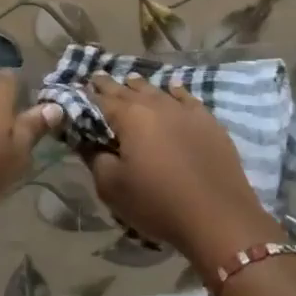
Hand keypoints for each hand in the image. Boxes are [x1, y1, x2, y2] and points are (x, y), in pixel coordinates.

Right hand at [83, 75, 283, 274]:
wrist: (218, 216)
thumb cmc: (158, 203)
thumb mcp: (113, 188)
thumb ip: (95, 159)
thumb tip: (88, 142)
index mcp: (130, 117)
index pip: (101, 99)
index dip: (87, 95)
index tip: (78, 88)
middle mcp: (156, 105)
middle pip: (128, 90)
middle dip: (111, 85)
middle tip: (98, 78)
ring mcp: (185, 110)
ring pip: (157, 90)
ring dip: (140, 87)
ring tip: (130, 81)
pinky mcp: (208, 122)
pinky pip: (186, 98)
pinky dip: (174, 91)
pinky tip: (172, 89)